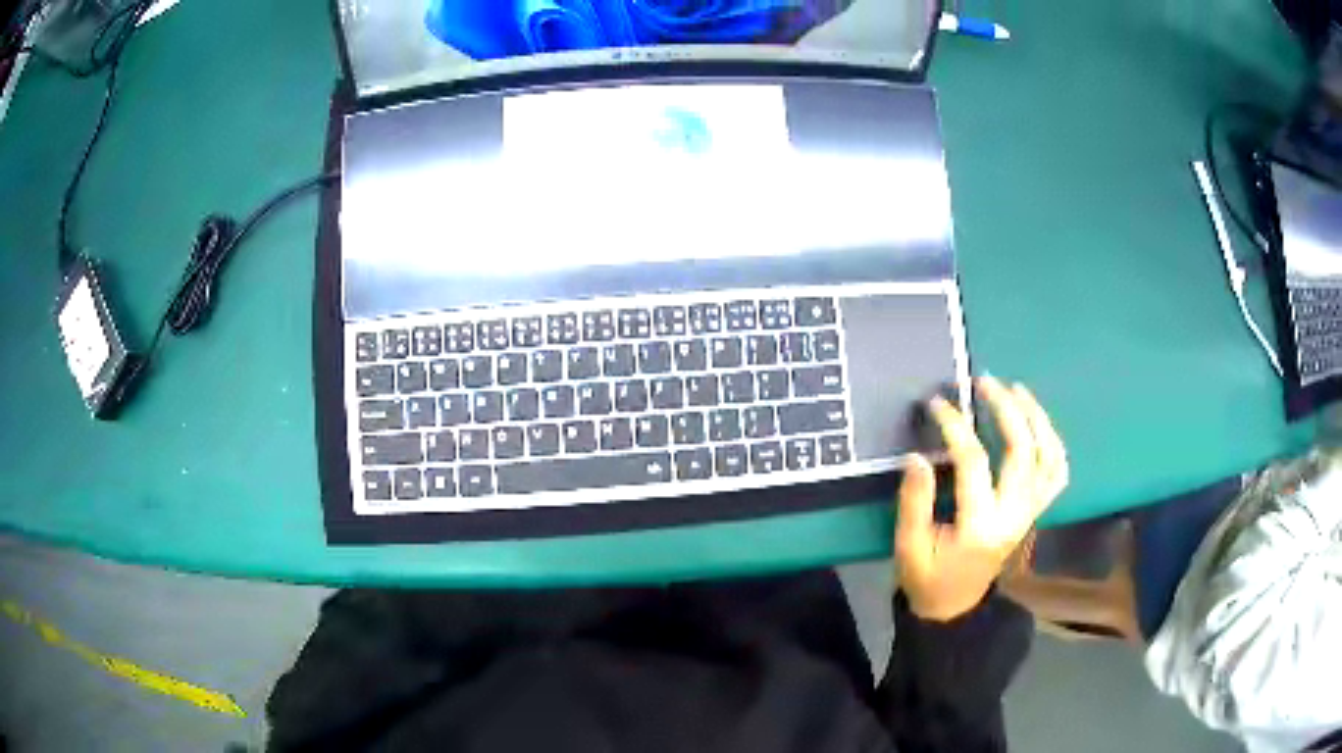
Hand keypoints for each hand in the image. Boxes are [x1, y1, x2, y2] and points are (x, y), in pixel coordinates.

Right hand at [895, 377, 1068, 621]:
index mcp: (980, 527)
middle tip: (984, 382)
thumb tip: (917, 456)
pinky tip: (1037, 423)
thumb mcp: (909, 547)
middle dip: (1006, 409)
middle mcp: (1014, 516)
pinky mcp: (1035, 512)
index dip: (956, 427)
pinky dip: (1053, 444)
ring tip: (1017, 391)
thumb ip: (914, 502)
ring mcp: (1030, 513)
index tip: (937, 404)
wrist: (956, 608)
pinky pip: (1057, 473)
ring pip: (1049, 457)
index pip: (974, 463)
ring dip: (1036, 419)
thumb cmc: (928, 579)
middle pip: (1022, 450)